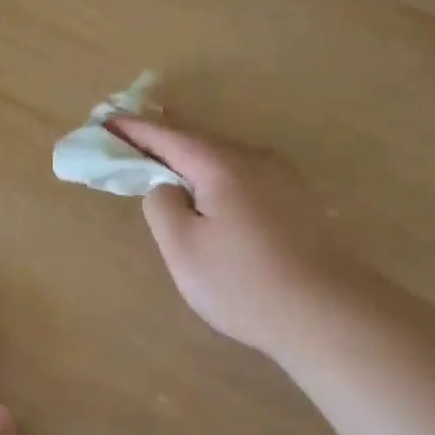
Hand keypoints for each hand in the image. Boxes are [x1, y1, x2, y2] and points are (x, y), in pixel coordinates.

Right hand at [108, 118, 356, 359]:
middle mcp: (255, 160)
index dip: (135, 130)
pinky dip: (217, 171)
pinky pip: (244, 173)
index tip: (106, 120)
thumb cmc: (244, 282)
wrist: (328, 313)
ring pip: (225, 156)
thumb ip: (162, 207)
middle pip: (200, 139)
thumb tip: (166, 187)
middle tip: (133, 129)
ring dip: (192, 153)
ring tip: (168, 151)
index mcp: (222, 165)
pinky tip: (214, 185)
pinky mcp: (297, 202)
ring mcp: (282, 179)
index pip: (169, 137)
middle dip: (164, 134)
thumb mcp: (184, 248)